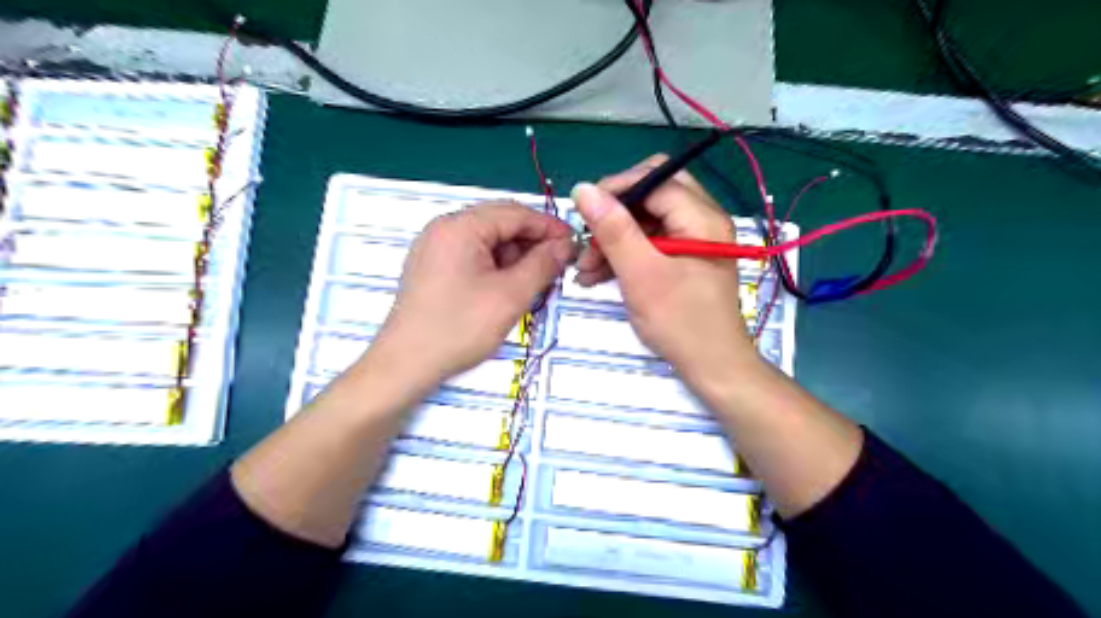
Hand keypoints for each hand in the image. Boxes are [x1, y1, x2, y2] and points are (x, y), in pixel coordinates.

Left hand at [371, 204, 570, 382]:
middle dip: (532, 243)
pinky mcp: (432, 267)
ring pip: (487, 240)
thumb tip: (566, 245)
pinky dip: (496, 266)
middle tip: (558, 265)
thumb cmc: (459, 327)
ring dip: (515, 256)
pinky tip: (510, 287)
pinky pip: (473, 255)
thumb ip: (543, 264)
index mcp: (460, 226)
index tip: (574, 245)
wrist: (405, 364)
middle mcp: (444, 228)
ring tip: (536, 281)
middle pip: (500, 223)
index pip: (515, 213)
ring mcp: (435, 247)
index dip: (549, 227)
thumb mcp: (510, 296)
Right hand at [573, 153, 763, 381]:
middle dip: (614, 214)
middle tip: (589, 238)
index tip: (583, 214)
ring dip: (613, 237)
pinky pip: (649, 241)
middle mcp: (702, 219)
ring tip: (586, 268)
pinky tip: (599, 274)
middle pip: (650, 193)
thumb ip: (613, 230)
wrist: (712, 367)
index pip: (653, 178)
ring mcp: (693, 238)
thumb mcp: (641, 275)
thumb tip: (583, 189)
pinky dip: (624, 253)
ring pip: (646, 219)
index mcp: (701, 217)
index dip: (615, 189)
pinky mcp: (684, 257)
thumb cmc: (681, 323)